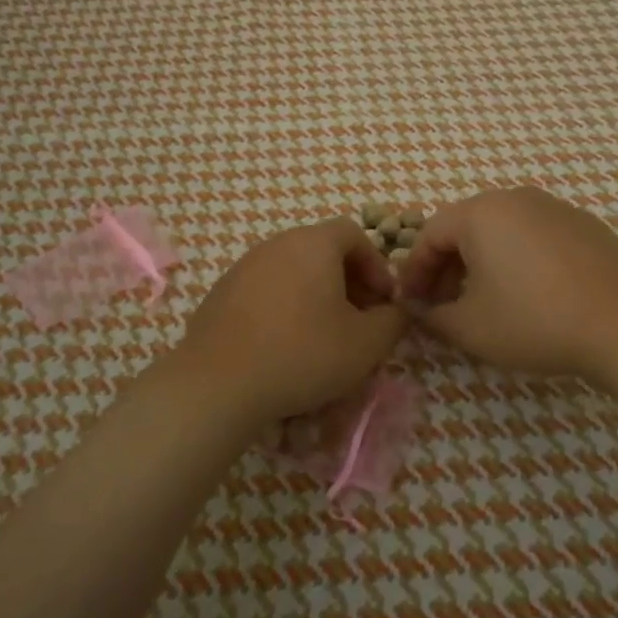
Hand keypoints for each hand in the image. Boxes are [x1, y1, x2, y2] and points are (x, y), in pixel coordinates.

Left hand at [175, 219, 405, 427]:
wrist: (219, 383)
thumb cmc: (303, 353)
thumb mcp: (366, 344)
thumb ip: (393, 321)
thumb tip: (397, 311)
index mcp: (313, 243)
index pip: (353, 234)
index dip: (376, 266)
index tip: (383, 302)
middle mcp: (277, 244)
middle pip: (322, 252)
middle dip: (348, 284)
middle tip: (359, 322)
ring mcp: (243, 267)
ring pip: (293, 273)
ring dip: (315, 298)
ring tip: (324, 337)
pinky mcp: (221, 294)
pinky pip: (265, 292)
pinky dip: (284, 310)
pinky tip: (285, 347)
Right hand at [398, 186, 617, 378]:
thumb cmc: (535, 320)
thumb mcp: (470, 328)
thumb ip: (432, 316)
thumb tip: (417, 310)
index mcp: (480, 213)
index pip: (430, 235)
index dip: (415, 271)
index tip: (412, 303)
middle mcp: (515, 199)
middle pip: (465, 228)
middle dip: (448, 267)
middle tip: (444, 305)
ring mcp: (554, 208)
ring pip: (502, 230)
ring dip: (483, 262)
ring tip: (485, 300)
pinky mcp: (584, 224)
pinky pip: (535, 236)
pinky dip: (519, 259)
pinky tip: (530, 293)